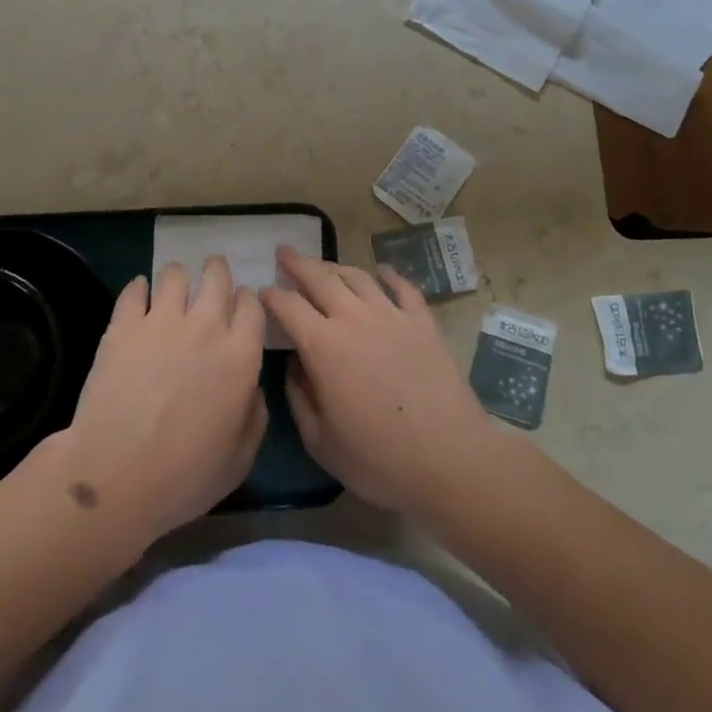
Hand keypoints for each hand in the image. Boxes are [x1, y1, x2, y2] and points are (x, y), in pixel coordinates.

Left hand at [55, 257, 267, 545]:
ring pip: (175, 274)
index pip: (251, 305)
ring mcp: (162, 321)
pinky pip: (134, 290)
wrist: (117, 475)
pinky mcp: (123, 325)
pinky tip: (139, 294)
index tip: (241, 303)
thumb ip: (254, 415)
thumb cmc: (185, 476)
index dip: (247, 300)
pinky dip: (139, 288)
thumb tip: (252, 388)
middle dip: (217, 271)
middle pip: (217, 277)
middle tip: (211, 275)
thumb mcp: (240, 458)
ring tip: (173, 285)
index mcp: (240, 355)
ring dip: (178, 276)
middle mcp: (206, 327)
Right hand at [262, 248, 507, 517]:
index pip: (288, 305)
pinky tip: (383, 272)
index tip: (262, 293)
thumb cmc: (379, 459)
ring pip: (358, 277)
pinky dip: (390, 276)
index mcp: (323, 345)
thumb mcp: (321, 442)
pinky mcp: (423, 323)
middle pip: (320, 277)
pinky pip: (403, 289)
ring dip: (336, 267)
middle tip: (284, 252)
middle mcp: (354, 318)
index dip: (271, 296)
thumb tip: (295, 365)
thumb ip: (299, 398)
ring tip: (325, 266)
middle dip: (297, 263)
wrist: (449, 459)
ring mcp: (392, 316)